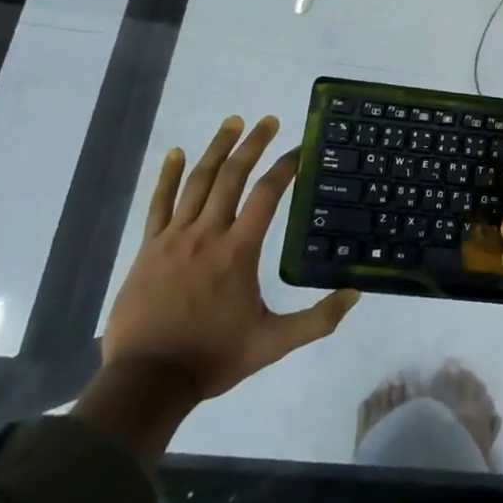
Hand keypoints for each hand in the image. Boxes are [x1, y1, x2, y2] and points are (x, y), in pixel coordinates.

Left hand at [101, 117, 358, 409]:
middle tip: (268, 120)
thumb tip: (355, 295)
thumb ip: (316, 320)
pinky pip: (158, 203)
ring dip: (217, 148)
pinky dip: (167, 175)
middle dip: (252, 144)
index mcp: (238, 251)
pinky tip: (174, 152)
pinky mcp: (149, 248)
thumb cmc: (212, 358)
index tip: (301, 148)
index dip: (286, 166)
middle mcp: (207, 234)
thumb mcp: (272, 344)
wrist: (146, 381)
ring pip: (197, 181)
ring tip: (232, 122)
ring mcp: (174, 238)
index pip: (267, 194)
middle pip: (232, 176)